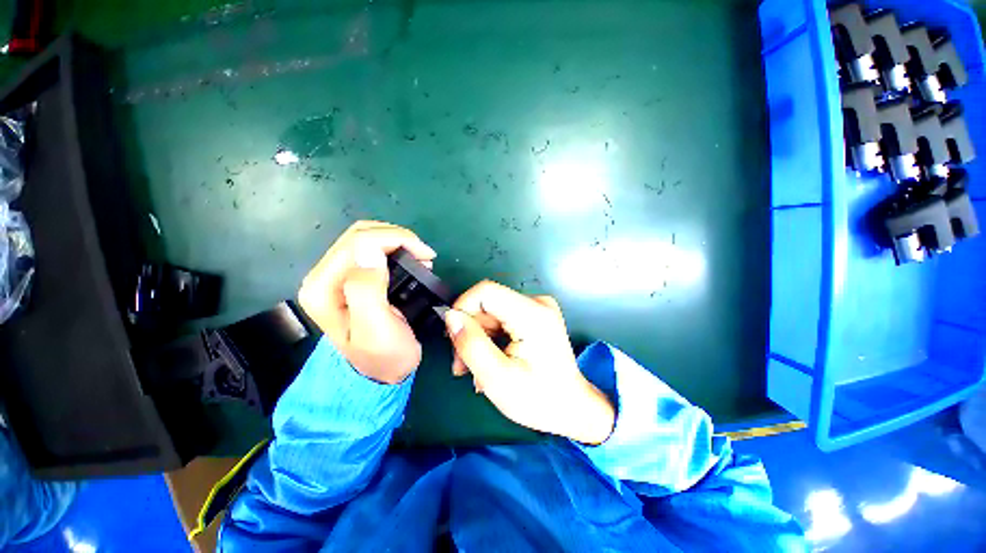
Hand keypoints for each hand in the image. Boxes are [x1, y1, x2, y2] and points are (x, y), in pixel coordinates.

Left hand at [298, 221, 435, 383]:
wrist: (381, 372)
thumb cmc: (383, 356)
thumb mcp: (377, 329)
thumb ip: (367, 290)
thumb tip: (370, 251)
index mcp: (322, 288)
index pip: (357, 243)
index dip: (395, 239)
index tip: (426, 254)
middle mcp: (323, 276)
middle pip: (359, 235)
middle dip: (398, 237)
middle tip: (426, 254)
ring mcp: (336, 275)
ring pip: (366, 237)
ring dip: (397, 241)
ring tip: (421, 257)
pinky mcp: (351, 276)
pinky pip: (371, 248)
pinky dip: (394, 247)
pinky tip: (410, 259)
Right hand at [444, 281, 614, 444]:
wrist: (572, 408)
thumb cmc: (538, 399)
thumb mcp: (498, 378)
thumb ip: (471, 344)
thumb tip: (451, 316)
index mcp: (532, 314)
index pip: (485, 291)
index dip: (462, 308)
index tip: (453, 337)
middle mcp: (537, 303)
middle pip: (487, 303)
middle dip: (469, 331)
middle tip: (462, 364)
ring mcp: (537, 308)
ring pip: (491, 312)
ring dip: (478, 338)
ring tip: (475, 369)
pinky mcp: (535, 315)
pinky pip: (501, 318)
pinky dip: (490, 338)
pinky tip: (490, 360)